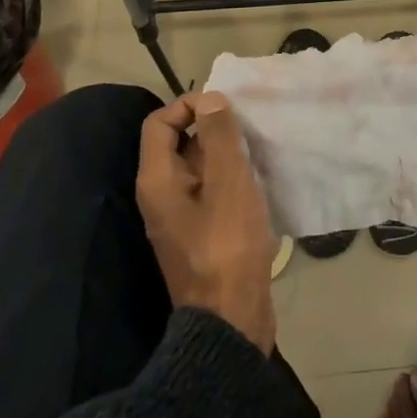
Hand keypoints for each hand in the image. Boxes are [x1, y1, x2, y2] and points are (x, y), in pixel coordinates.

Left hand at [137, 91, 277, 354]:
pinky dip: (231, 178)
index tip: (225, 106)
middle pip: (178, 143)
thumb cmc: (227, 244)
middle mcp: (161, 195)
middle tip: (248, 124)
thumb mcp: (228, 183)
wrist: (230, 318)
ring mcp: (180, 217)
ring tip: (258, 147)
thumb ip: (218, 137)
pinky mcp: (201, 233)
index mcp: (157, 180)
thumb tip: (210, 99)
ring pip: (198, 168)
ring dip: (225, 153)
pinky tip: (259, 178)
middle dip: (211, 127)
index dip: (188, 105)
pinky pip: (211, 191)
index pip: (159, 122)